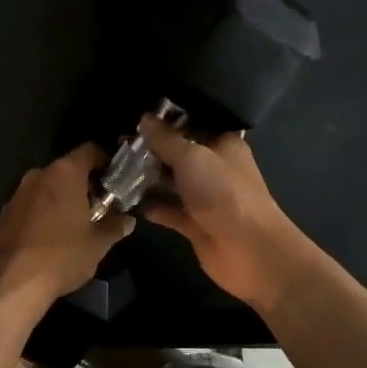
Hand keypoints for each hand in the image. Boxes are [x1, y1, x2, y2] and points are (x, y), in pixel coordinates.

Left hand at [0, 143, 133, 304]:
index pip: (90, 151)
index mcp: (64, 173)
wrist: (11, 282)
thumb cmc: (62, 255)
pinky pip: (32, 205)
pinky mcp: (4, 214)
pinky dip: (45, 213)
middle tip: (101, 206)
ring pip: (48, 187)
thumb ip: (115, 226)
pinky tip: (52, 236)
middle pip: (68, 169)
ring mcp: (17, 193)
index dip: (106, 162)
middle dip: (85, 185)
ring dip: (63, 199)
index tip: (116, 180)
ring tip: (77, 224)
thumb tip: (127, 220)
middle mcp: (38, 175)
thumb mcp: (98, 243)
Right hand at [137, 114, 304, 308]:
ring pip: (172, 182)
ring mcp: (205, 197)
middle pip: (179, 153)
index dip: (166, 120)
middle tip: (119, 142)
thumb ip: (166, 139)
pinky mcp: (195, 223)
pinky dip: (153, 206)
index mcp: (222, 144)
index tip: (136, 117)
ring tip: (116, 168)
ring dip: (148, 177)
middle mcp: (214, 167)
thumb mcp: (192, 158)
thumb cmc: (223, 193)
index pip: (193, 124)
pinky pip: (170, 210)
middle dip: (151, 149)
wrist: (249, 250)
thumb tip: (145, 118)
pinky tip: (128, 200)